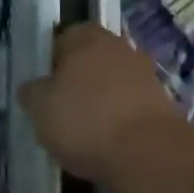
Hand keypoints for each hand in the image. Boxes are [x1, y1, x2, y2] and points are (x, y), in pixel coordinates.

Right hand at [19, 23, 184, 183]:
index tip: (42, 88)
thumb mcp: (40, 108)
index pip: (64, 37)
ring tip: (81, 134)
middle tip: (59, 110)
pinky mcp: (161, 105)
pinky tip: (106, 145)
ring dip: (98, 103)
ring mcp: (144, 75)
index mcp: (88, 37)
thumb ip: (32, 92)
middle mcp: (119, 47)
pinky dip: (117, 122)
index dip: (51, 61)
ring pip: (111, 85)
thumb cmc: (85, 120)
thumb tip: (32, 88)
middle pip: (90, 61)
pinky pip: (128, 109)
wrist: (148, 155)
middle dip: (76, 82)